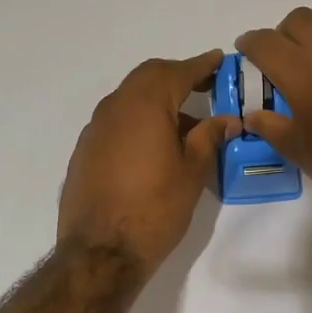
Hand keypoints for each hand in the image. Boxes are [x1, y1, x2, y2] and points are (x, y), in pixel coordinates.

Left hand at [58, 51, 239, 273]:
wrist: (100, 251)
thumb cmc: (155, 208)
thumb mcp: (193, 172)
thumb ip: (209, 137)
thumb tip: (226, 119)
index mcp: (145, 104)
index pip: (177, 71)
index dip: (201, 65)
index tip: (219, 60)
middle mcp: (115, 107)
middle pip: (149, 77)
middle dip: (177, 77)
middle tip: (204, 87)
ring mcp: (95, 129)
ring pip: (131, 99)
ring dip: (158, 101)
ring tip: (186, 126)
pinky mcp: (85, 150)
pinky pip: (117, 121)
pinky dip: (139, 121)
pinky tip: (155, 147)